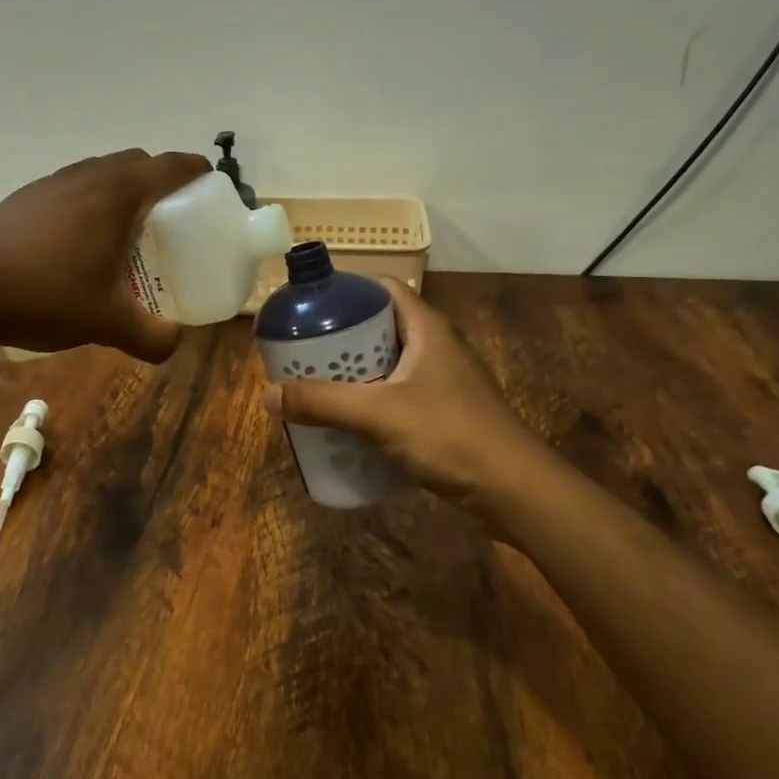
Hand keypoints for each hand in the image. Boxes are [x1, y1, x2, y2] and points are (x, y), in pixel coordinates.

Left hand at [0, 148, 211, 360]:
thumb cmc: (45, 295)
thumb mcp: (107, 323)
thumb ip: (152, 337)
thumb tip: (173, 344)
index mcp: (116, 194)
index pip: (170, 166)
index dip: (196, 172)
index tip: (210, 189)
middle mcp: (87, 176)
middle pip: (137, 164)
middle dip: (161, 183)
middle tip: (171, 221)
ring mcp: (51, 183)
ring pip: (101, 174)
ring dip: (123, 192)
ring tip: (126, 234)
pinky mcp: (26, 197)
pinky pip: (74, 188)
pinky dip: (91, 203)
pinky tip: (80, 245)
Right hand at [262, 278, 541, 510]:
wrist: (512, 488)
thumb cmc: (449, 434)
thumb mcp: (378, 414)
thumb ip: (323, 403)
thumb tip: (267, 394)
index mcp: (428, 330)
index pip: (386, 289)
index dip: (350, 291)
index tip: (312, 306)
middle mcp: (438, 348)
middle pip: (384, 328)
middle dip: (344, 338)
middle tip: (305, 352)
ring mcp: (446, 382)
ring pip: (392, 365)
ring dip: (357, 373)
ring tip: (318, 386)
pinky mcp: (447, 413)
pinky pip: (401, 396)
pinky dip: (374, 401)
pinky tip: (351, 422)